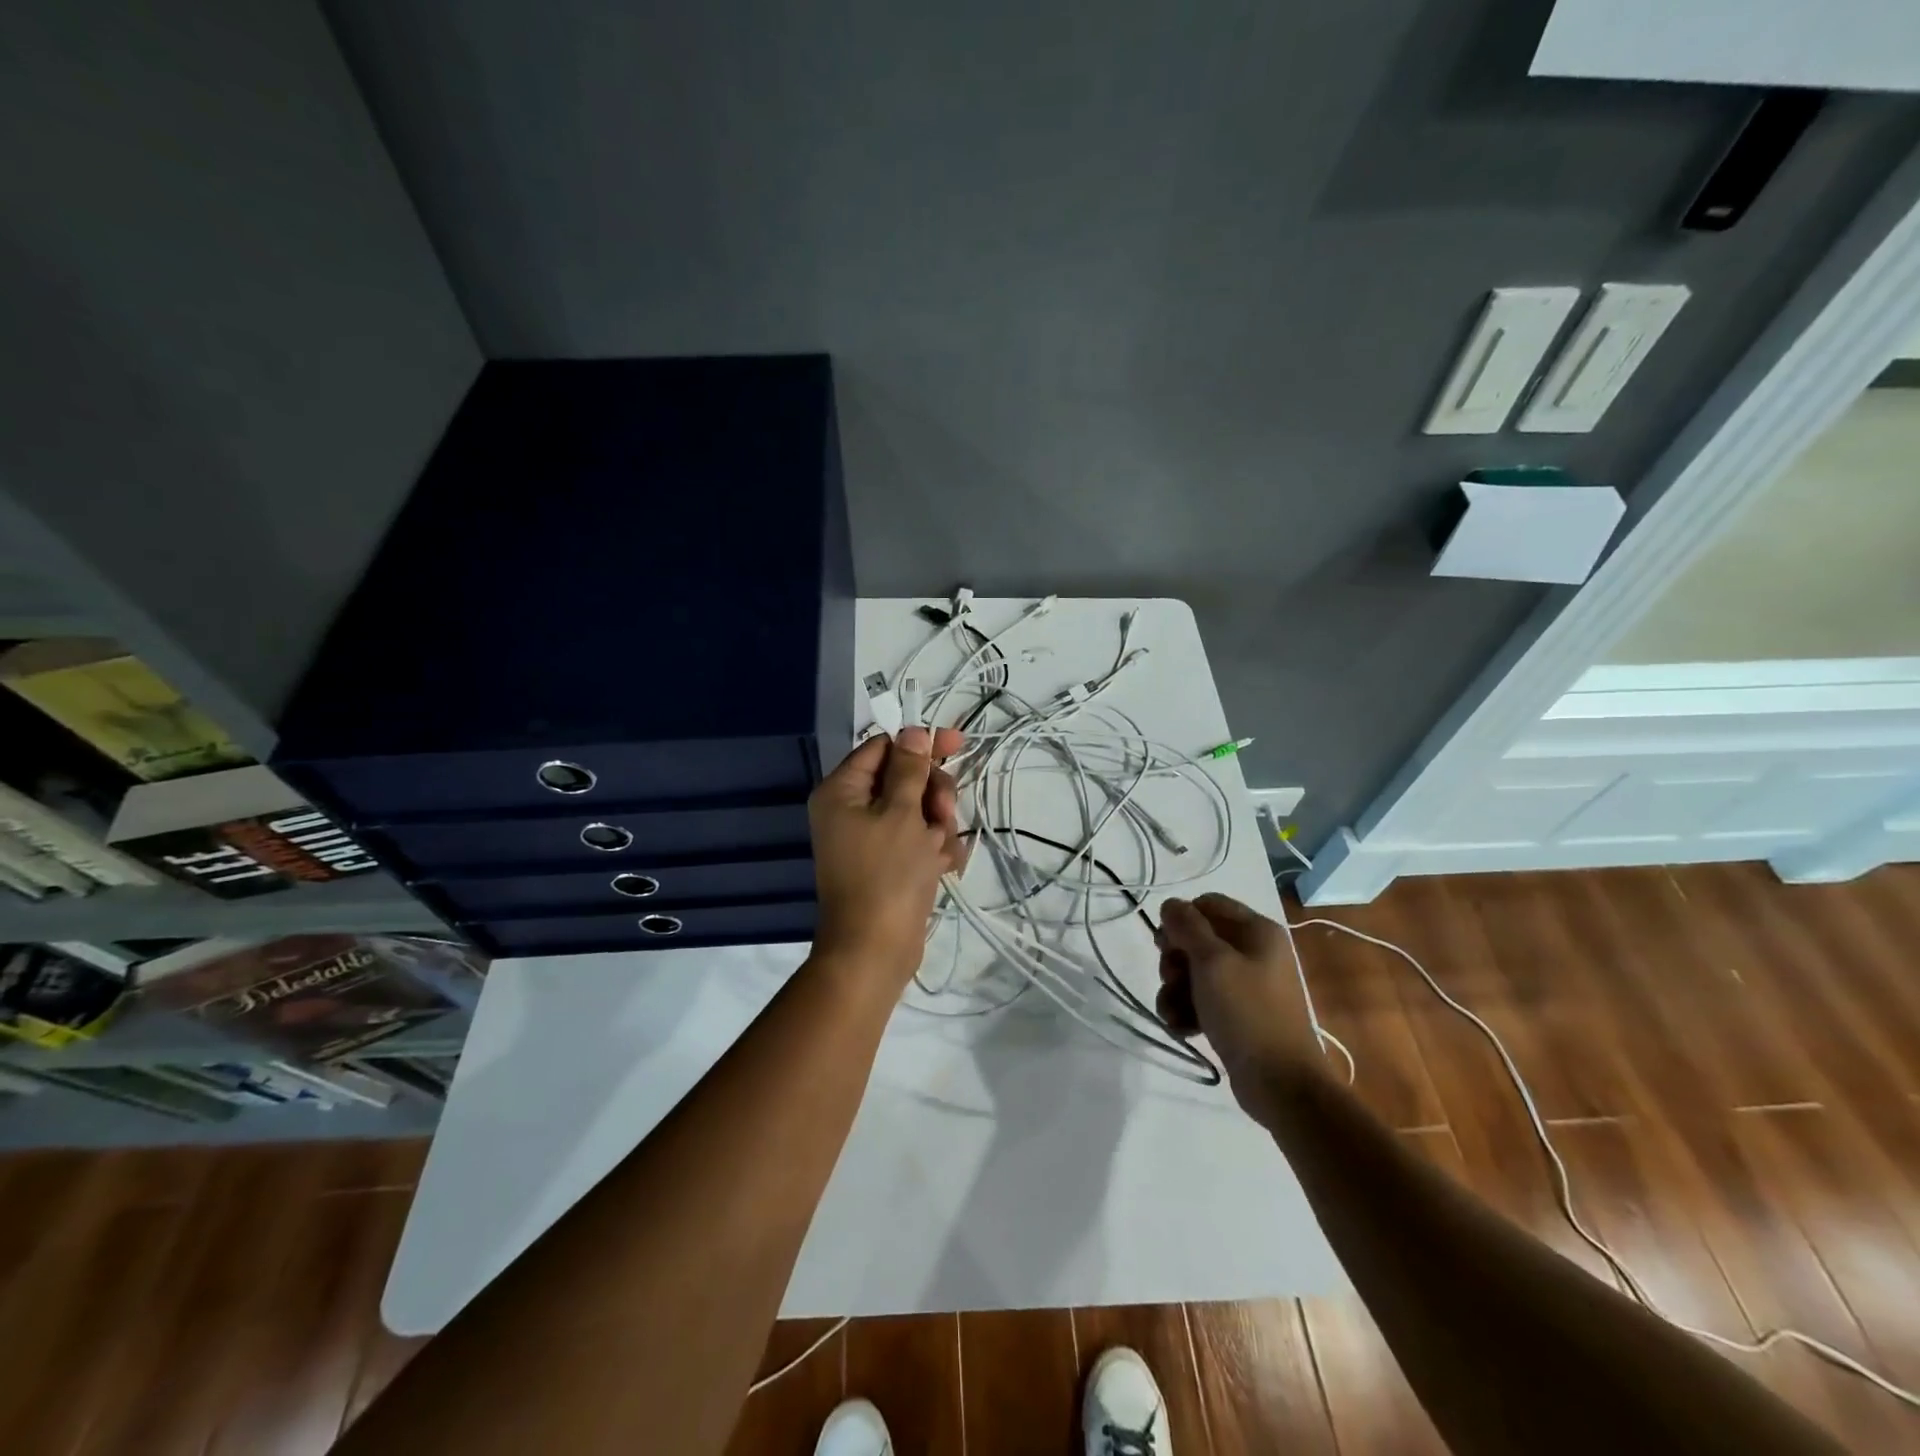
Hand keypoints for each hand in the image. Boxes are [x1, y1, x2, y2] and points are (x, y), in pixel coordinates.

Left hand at [808, 725, 966, 988]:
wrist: (874, 950)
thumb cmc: (886, 874)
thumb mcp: (903, 812)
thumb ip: (910, 769)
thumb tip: (912, 731)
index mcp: (842, 791)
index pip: (883, 747)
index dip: (919, 744)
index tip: (957, 745)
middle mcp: (851, 810)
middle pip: (903, 778)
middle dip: (933, 793)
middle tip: (946, 812)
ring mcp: (870, 839)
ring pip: (917, 810)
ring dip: (938, 824)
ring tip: (940, 850)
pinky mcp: (889, 863)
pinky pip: (917, 840)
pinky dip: (934, 849)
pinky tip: (945, 866)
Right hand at [1154, 894, 1324, 1116]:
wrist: (1282, 1084)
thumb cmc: (1247, 1012)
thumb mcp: (1212, 962)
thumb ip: (1187, 927)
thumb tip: (1170, 904)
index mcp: (1257, 931)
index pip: (1207, 904)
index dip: (1181, 920)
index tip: (1165, 944)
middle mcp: (1254, 952)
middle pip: (1198, 939)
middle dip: (1175, 959)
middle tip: (1170, 978)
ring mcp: (1247, 985)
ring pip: (1195, 972)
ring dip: (1175, 990)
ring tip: (1172, 1013)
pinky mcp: (1238, 1015)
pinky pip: (1203, 1000)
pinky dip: (1187, 1011)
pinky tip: (1181, 1028)